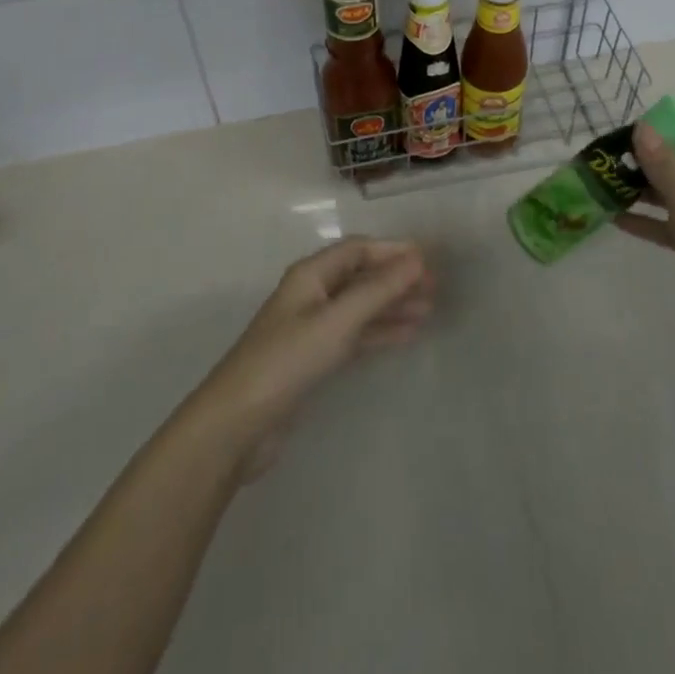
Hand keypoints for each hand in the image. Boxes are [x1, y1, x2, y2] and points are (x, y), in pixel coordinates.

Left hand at [191, 237, 433, 477]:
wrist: (238, 423)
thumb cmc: (287, 361)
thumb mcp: (336, 322)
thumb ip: (377, 290)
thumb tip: (417, 259)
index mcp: (310, 275)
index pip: (358, 250)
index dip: (392, 251)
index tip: (429, 259)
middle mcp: (311, 293)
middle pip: (360, 276)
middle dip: (396, 278)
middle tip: (436, 288)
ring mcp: (312, 326)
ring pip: (360, 306)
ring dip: (392, 305)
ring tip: (429, 311)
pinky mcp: (313, 357)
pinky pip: (355, 334)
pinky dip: (379, 331)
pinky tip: (406, 336)